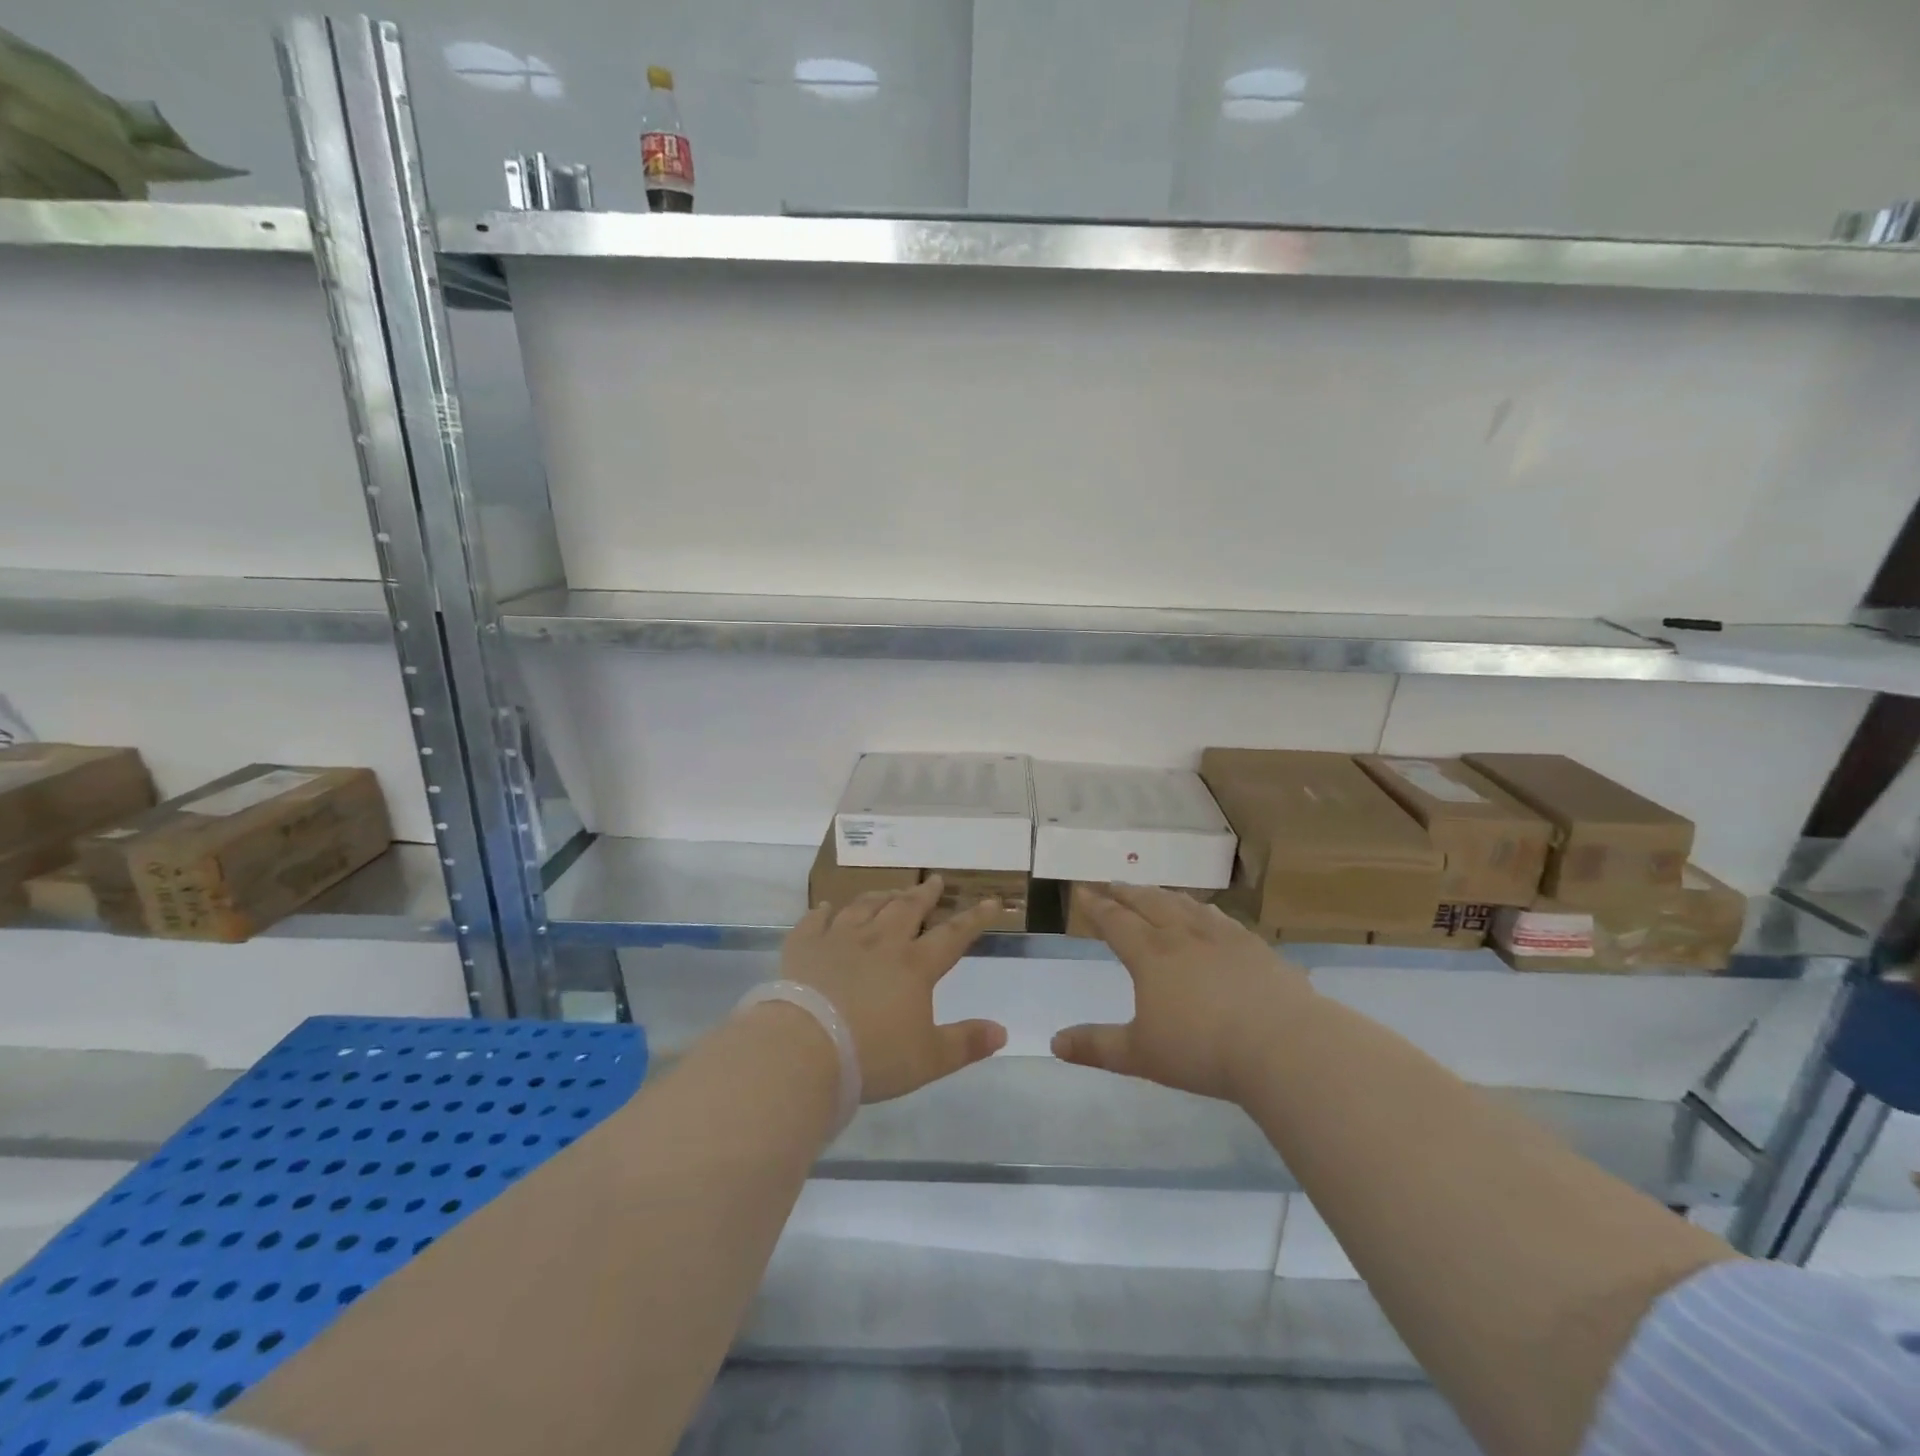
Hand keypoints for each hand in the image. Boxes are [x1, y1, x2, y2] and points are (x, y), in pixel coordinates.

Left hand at [779, 875, 1008, 1102]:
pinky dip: (823, 912)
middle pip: (907, 908)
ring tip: (890, 891)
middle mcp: (880, 942)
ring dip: (881, 896)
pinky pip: (815, 921)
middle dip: (925, 894)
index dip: (975, 918)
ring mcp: (839, 939)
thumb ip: (966, 1043)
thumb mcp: (929, 1059)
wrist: (804, 1049)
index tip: (991, 901)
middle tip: (935, 880)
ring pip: (865, 906)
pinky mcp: (804, 947)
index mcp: (914, 965)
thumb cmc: (872, 1056)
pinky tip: (826, 908)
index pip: (952, 935)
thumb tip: (1002, 1031)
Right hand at [1053, 884, 1312, 1102]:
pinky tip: (1208, 913)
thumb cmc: (1203, 1050)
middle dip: (1126, 893)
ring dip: (1162, 895)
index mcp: (1150, 954)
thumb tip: (1054, 1042)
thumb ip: (1096, 1046)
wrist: (1283, 1044)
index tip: (1082, 890)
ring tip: (1153, 892)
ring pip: (1184, 905)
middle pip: (1148, 903)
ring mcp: (1223, 936)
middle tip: (1111, 883)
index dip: (1096, 906)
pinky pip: (1221, 917)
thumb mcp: (1141, 1055)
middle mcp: (1183, 935)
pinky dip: (1203, 909)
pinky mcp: (1255, 946)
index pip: (1116, 921)